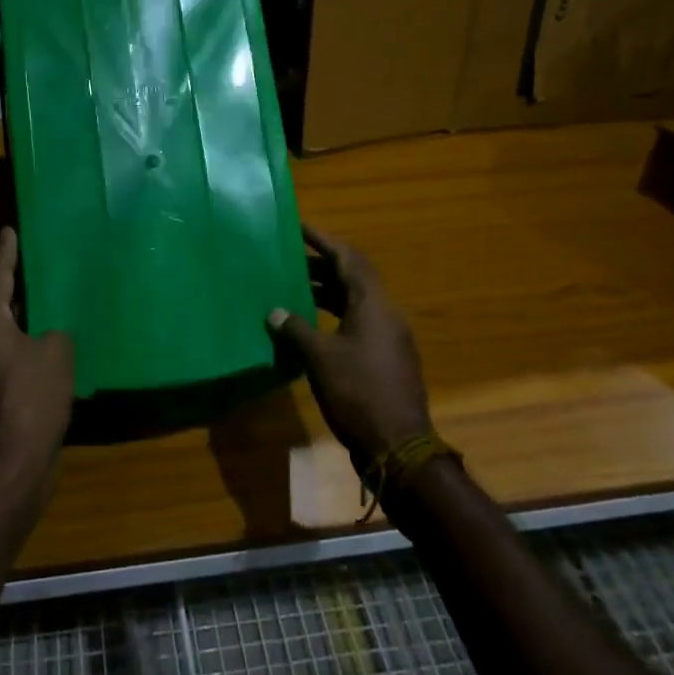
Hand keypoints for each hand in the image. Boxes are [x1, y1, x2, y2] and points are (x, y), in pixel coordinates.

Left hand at [0, 229, 74, 494]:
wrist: (5, 471)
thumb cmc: (31, 402)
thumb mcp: (57, 356)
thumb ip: (53, 335)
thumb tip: (46, 336)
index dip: (5, 253)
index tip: (8, 231)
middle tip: (16, 265)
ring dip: (4, 314)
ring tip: (29, 304)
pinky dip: (9, 344)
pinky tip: (32, 351)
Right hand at [267, 224, 432, 466]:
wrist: (398, 447)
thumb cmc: (357, 393)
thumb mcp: (320, 358)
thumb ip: (296, 329)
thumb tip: (275, 311)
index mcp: (373, 304)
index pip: (348, 258)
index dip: (323, 240)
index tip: (299, 227)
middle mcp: (386, 313)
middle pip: (353, 277)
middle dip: (321, 265)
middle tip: (289, 259)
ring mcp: (390, 337)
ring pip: (355, 301)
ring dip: (326, 292)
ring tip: (294, 289)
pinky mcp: (387, 358)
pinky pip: (358, 322)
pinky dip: (334, 315)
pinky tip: (311, 326)